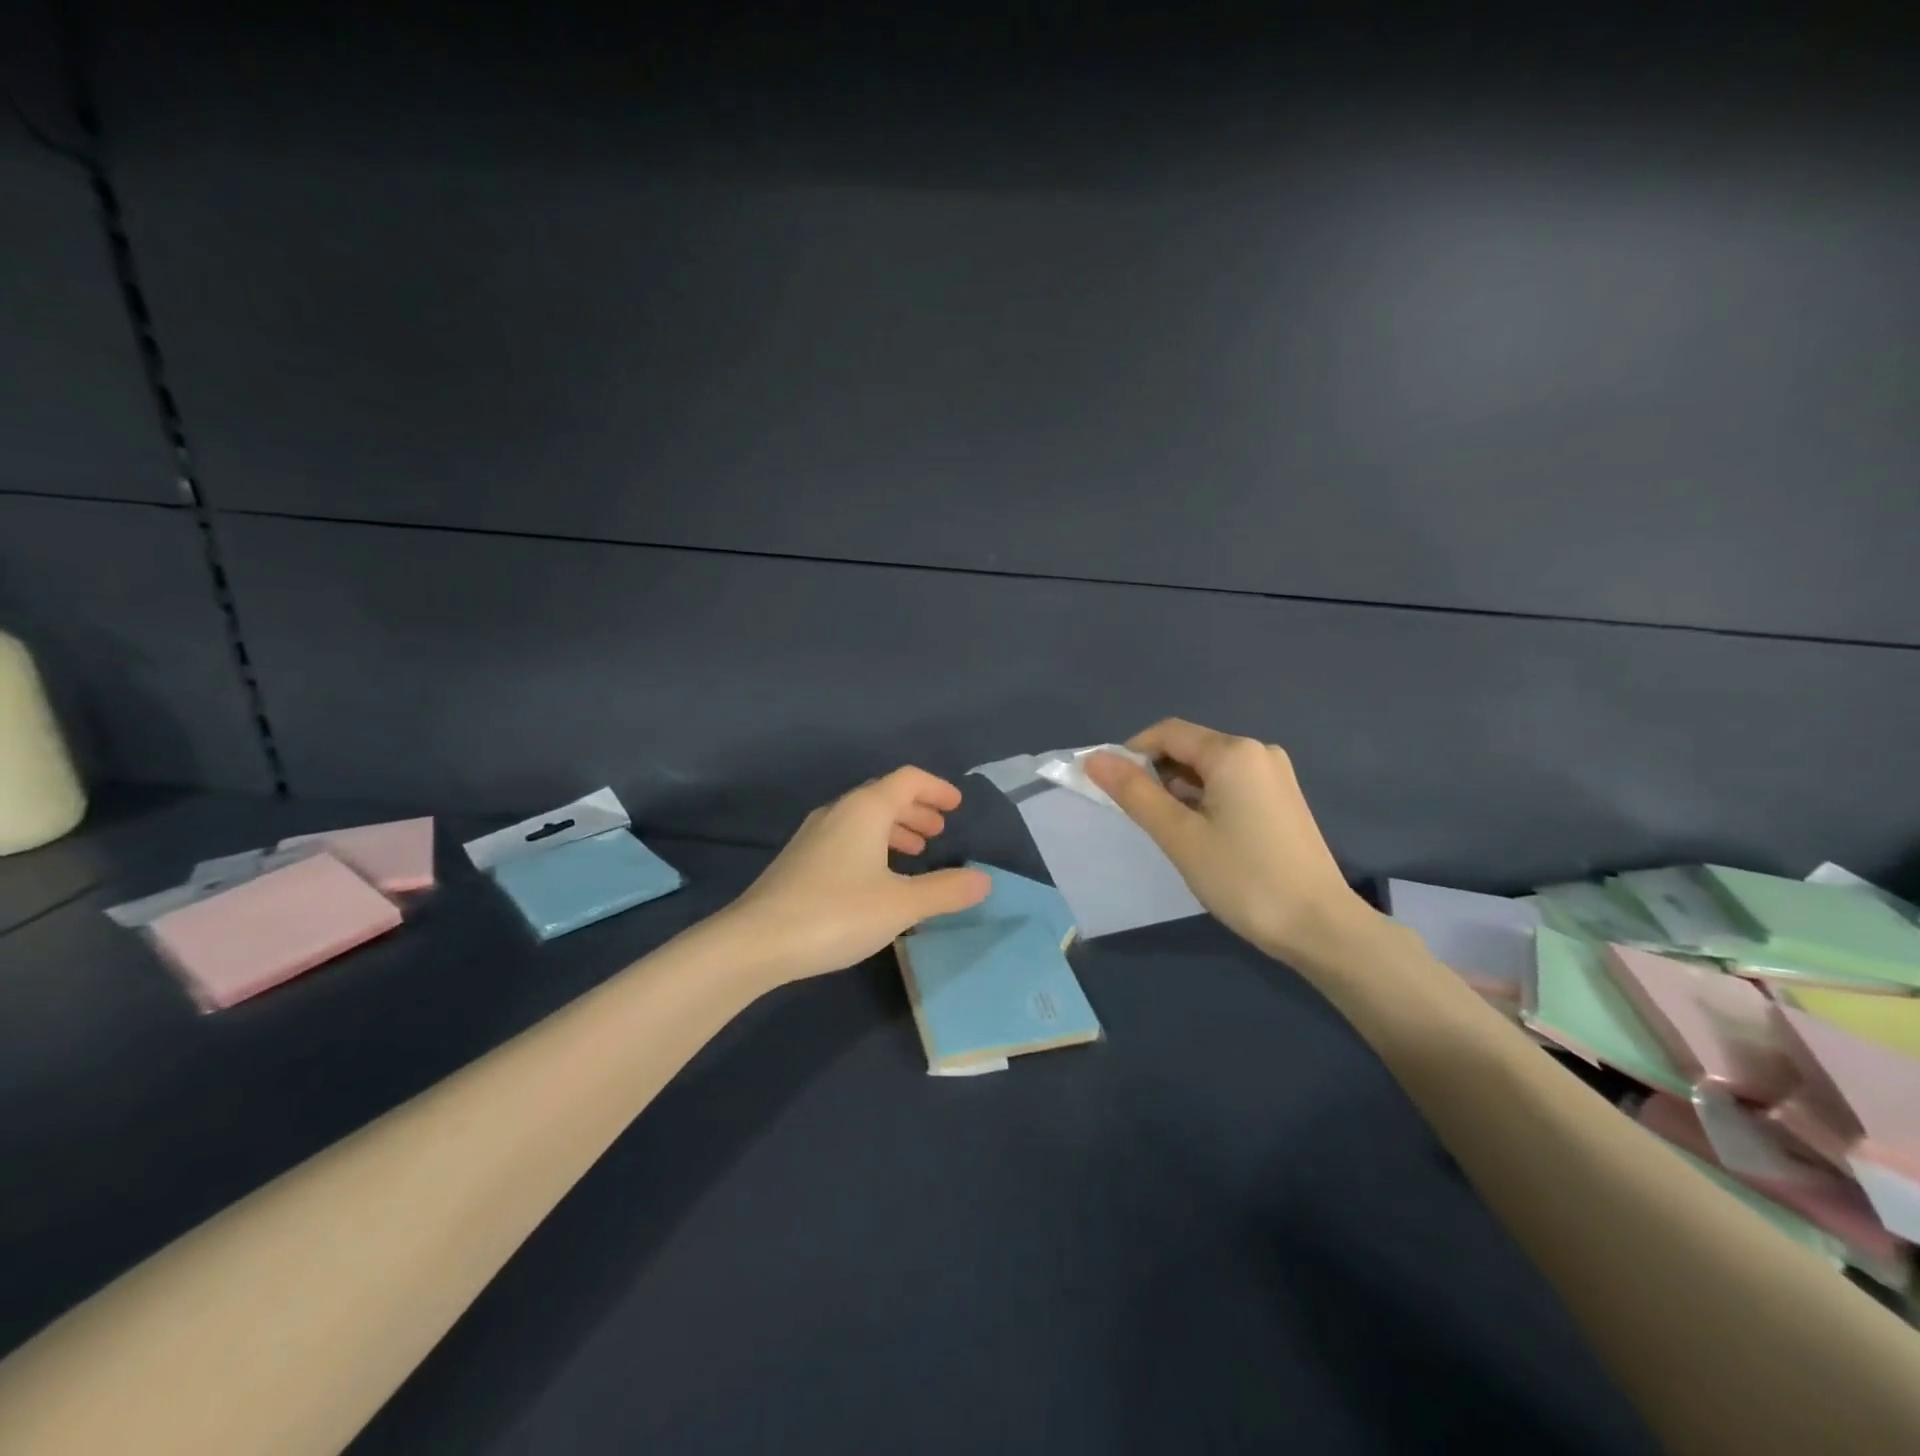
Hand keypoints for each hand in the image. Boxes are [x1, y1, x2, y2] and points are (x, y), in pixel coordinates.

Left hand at [725, 767, 990, 984]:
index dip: (936, 788)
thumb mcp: (901, 905)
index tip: (956, 806)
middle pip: (885, 796)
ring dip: (894, 828)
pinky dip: (873, 845)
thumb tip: (984, 880)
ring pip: (863, 818)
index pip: (908, 780)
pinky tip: (878, 877)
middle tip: (939, 832)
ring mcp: (814, 835)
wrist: (756, 942)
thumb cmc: (836, 913)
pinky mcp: (800, 860)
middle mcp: (838, 812)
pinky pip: (847, 837)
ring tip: (916, 852)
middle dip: (916, 810)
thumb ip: (945, 890)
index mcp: (865, 809)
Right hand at [1084, 719, 1378, 963]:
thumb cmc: (1243, 878)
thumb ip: (1134, 793)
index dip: (1131, 754)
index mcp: (1233, 752)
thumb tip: (1094, 759)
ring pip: (1209, 768)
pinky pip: (1231, 784)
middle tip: (1139, 817)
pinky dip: (1205, 800)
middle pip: (1189, 747)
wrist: (1320, 927)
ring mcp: (1275, 775)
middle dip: (1156, 774)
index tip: (1112, 790)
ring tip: (1170, 832)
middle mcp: (1258, 751)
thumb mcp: (1179, 835)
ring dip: (1179, 790)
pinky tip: (1202, 836)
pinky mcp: (1283, 799)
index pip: (1166, 733)